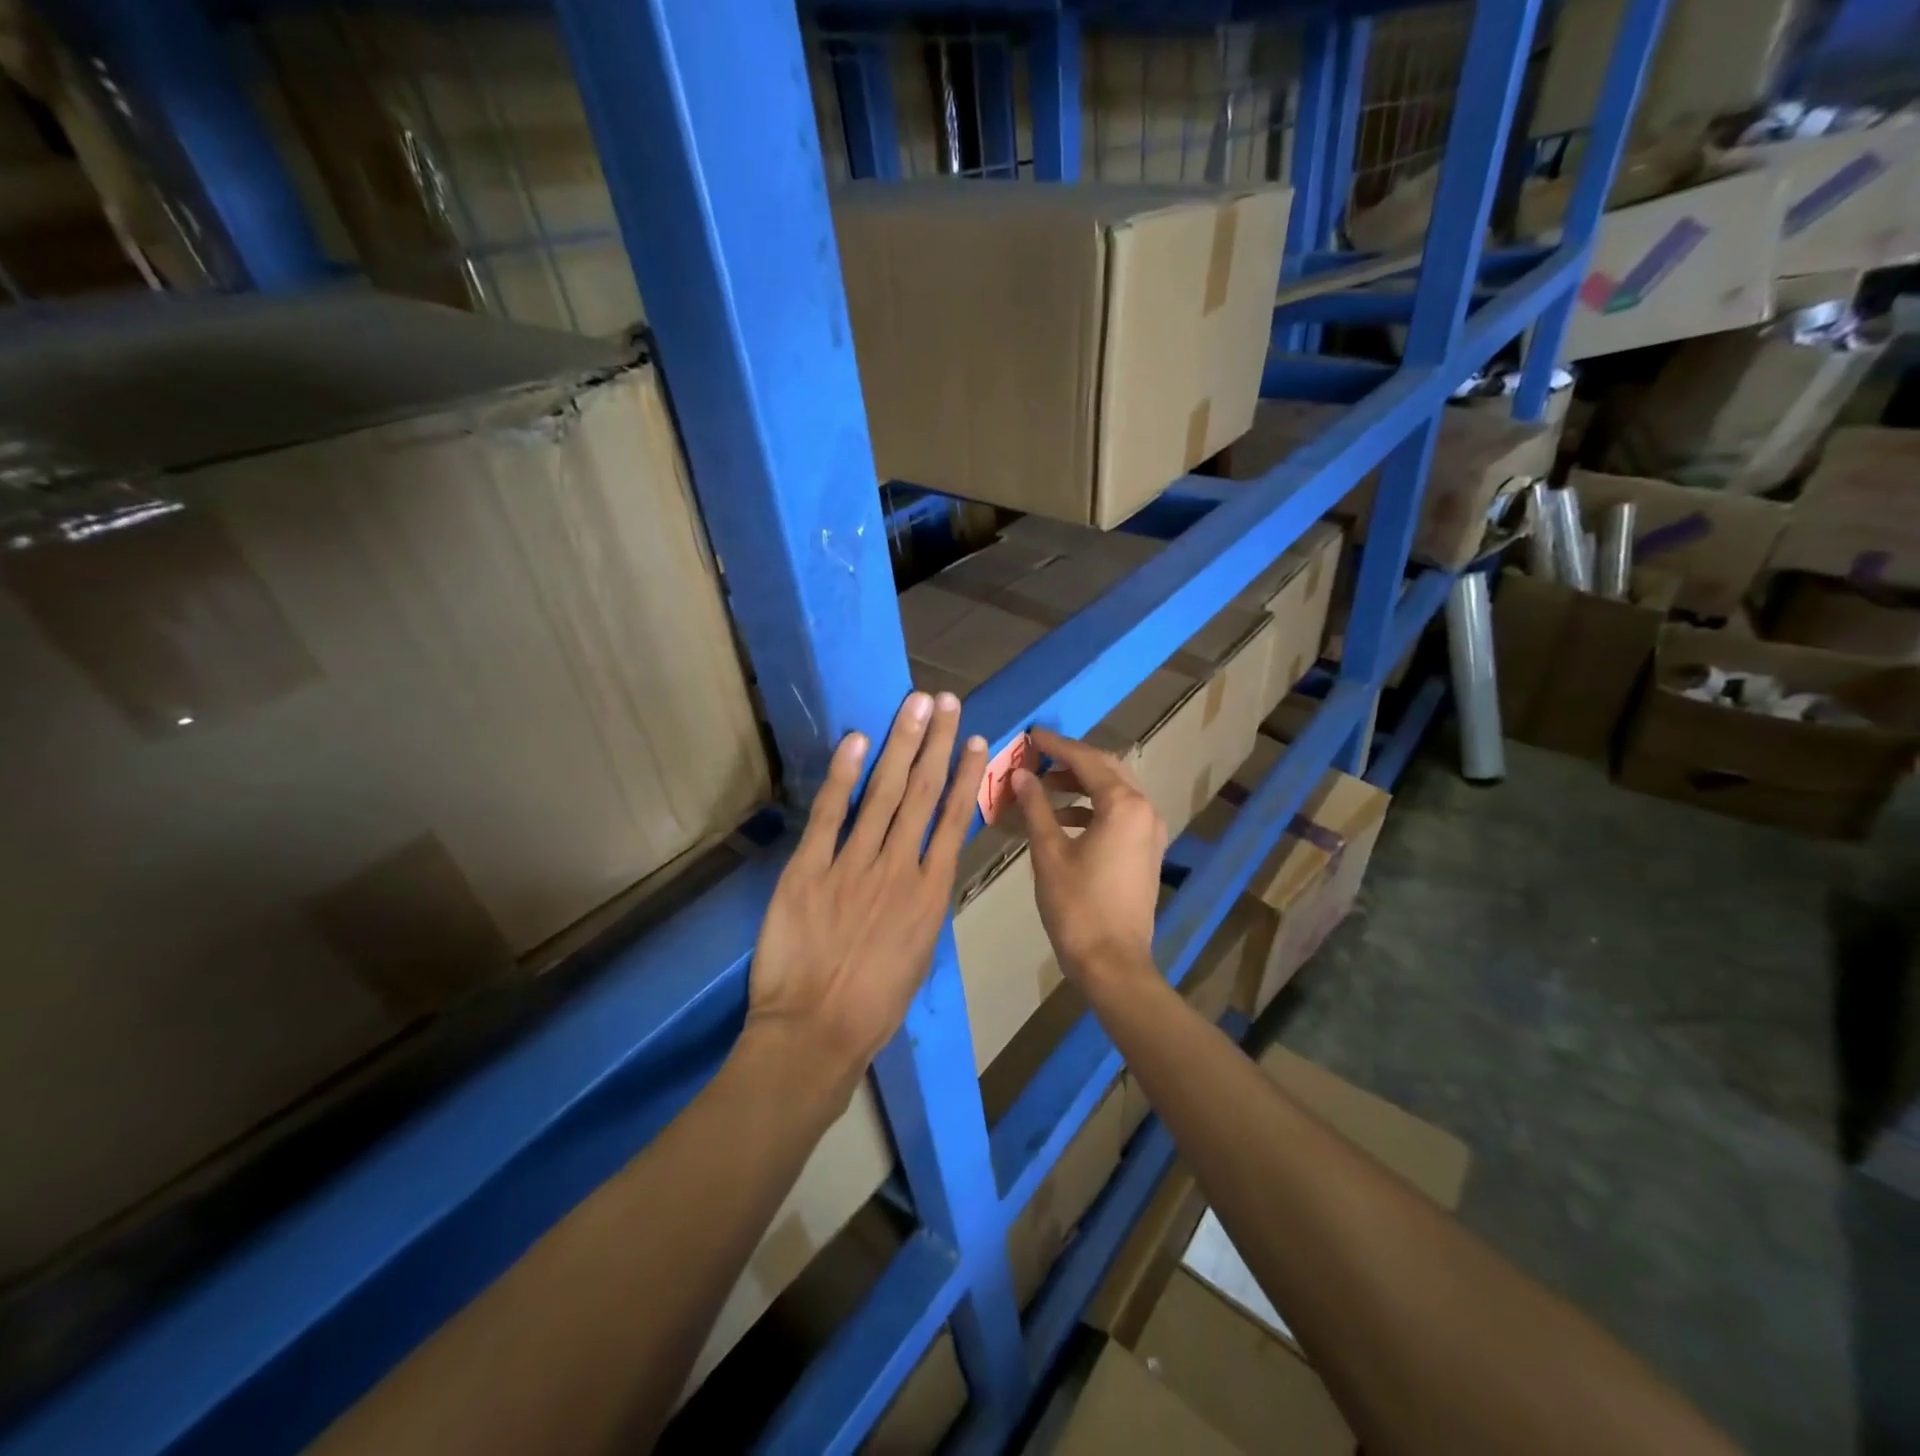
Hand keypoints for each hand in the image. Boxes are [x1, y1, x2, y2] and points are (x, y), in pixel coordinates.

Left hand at [746, 691, 986, 1097]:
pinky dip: (843, 775)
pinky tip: (857, 741)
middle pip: (921, 794)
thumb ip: (923, 905)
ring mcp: (853, 866)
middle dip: (935, 743)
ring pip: (882, 794)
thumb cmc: (874, 1006)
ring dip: (900, 745)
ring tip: (914, 706)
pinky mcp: (808, 870)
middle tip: (945, 701)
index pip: (953, 820)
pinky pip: (830, 815)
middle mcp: (898, 869)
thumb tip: (924, 868)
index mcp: (930, 894)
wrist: (815, 1034)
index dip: (964, 775)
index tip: (975, 740)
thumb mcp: (918, 955)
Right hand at [1012, 727, 1165, 986]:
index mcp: (1124, 805)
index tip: (1032, 735)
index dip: (1056, 745)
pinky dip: (1092, 808)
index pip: (1086, 760)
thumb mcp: (1049, 852)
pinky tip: (1062, 819)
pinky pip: (1120, 813)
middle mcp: (1145, 809)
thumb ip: (1036, 807)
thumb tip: (1021, 775)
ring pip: (1115, 791)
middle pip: (1106, 769)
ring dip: (1081, 784)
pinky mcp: (1147, 851)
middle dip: (1071, 760)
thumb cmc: (1077, 906)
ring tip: (1043, 787)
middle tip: (1038, 756)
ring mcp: (1151, 831)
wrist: (1112, 962)